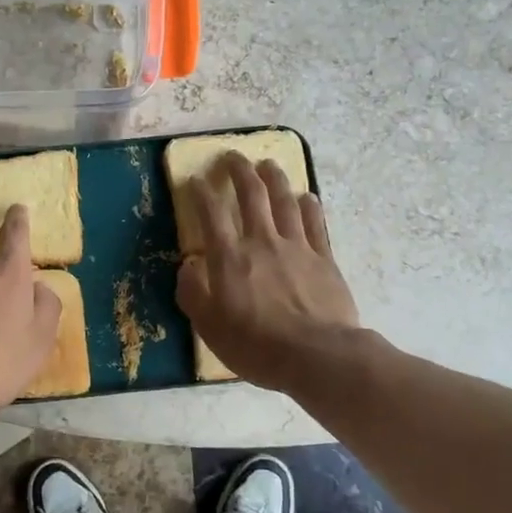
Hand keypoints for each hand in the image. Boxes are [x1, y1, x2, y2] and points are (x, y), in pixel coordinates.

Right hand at [176, 152, 361, 393]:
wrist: (317, 356)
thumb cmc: (256, 346)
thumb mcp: (209, 328)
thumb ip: (193, 293)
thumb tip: (187, 267)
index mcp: (230, 258)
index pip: (210, 214)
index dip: (201, 193)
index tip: (195, 180)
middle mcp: (262, 242)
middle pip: (251, 194)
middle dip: (239, 170)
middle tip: (233, 156)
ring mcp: (296, 246)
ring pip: (285, 200)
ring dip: (274, 178)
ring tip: (268, 164)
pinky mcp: (324, 258)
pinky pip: (315, 223)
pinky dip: (309, 205)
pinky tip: (306, 196)